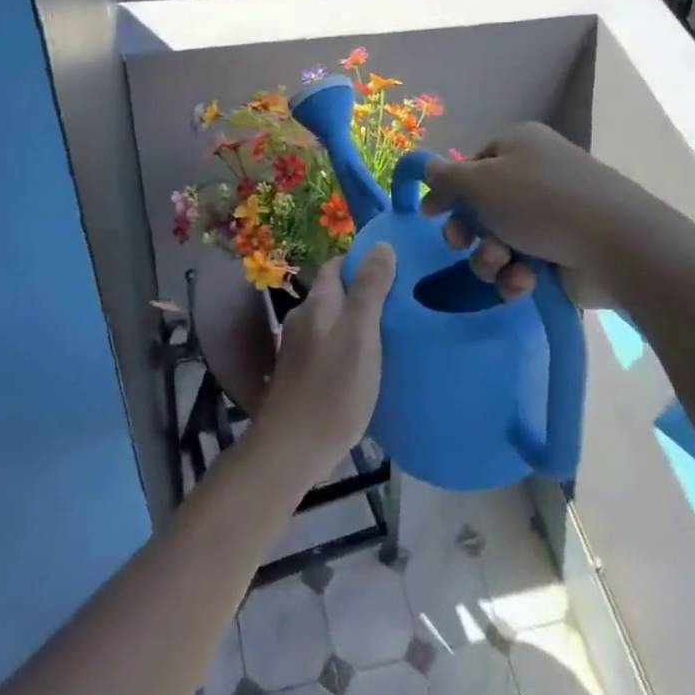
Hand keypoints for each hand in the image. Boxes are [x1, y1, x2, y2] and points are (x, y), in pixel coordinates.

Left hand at [255, 247, 394, 482]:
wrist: (291, 449)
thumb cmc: (332, 388)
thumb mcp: (360, 334)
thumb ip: (370, 289)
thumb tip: (381, 244)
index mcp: (318, 304)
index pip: (337, 265)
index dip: (363, 261)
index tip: (397, 266)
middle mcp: (304, 319)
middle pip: (335, 294)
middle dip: (364, 291)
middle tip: (403, 301)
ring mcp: (299, 349)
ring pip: (332, 322)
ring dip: (357, 322)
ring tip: (392, 332)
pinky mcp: (301, 376)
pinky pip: (330, 348)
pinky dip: (349, 347)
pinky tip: (368, 365)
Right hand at [422, 123, 621, 305]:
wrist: (617, 246)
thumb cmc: (540, 203)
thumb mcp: (480, 183)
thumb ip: (446, 178)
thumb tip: (427, 167)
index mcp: (519, 146)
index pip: (472, 165)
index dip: (449, 190)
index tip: (431, 215)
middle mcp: (536, 175)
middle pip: (482, 205)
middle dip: (468, 231)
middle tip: (462, 244)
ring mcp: (554, 215)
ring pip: (500, 239)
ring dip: (490, 257)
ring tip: (501, 265)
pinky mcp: (566, 251)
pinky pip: (525, 263)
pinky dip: (518, 275)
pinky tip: (525, 282)